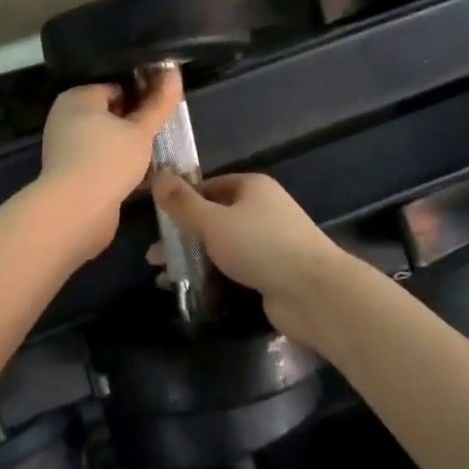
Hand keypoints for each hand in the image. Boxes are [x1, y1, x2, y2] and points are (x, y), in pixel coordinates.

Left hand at [37, 67, 183, 257]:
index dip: (142, 96)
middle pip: (110, 114)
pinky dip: (117, 166)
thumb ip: (159, 104)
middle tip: (162, 133)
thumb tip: (175, 73)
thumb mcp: (141, 130)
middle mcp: (65, 118)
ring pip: (106, 140)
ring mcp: (65, 148)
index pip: (116, 87)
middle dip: (136, 124)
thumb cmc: (109, 160)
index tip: (164, 109)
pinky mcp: (70, 174)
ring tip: (156, 154)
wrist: (76, 212)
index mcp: (77, 98)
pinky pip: (100, 162)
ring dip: (129, 147)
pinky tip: (141, 176)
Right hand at [149, 172, 346, 343]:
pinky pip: (234, 268)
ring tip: (164, 279)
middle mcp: (262, 210)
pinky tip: (190, 291)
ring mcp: (268, 242)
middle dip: (183, 237)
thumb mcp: (214, 222)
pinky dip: (213, 277)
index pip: (208, 186)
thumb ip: (183, 204)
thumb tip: (158, 176)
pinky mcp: (271, 272)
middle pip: (213, 218)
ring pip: (222, 246)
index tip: (156, 221)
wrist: (314, 293)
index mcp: (252, 187)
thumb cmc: (261, 246)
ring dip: (194, 260)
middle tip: (154, 257)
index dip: (181, 201)